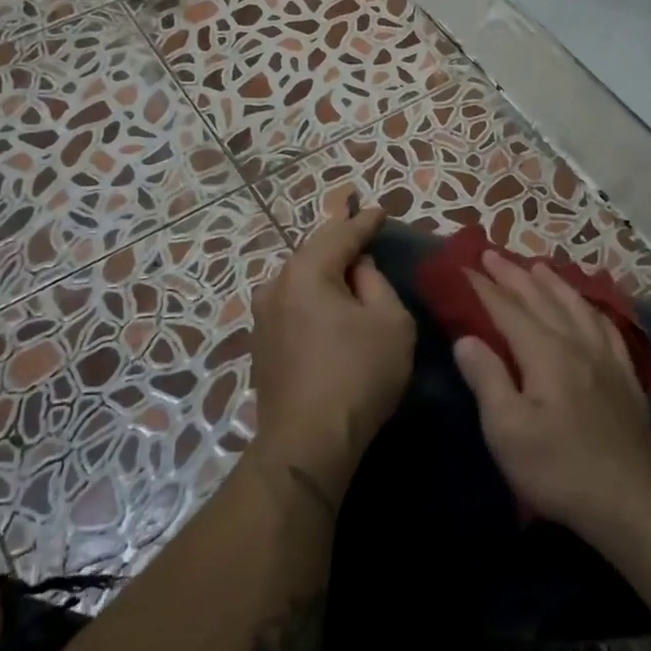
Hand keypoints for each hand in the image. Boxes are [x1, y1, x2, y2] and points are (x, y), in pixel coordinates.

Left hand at [249, 204, 415, 505]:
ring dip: (324, 271)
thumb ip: (376, 283)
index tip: (380, 210)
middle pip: (313, 253)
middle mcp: (275, 286)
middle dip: (339, 241)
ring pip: (299, 280)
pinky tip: (326, 304)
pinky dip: (313, 297)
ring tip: (346, 266)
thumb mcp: (390, 321)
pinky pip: (292, 305)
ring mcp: (262, 317)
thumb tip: (359, 268)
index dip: (364, 222)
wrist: (308, 441)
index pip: (341, 235)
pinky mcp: (261, 345)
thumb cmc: (358, 374)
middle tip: (362, 230)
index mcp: (306, 272)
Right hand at [453, 251, 650, 537]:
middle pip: (542, 300)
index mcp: (545, 354)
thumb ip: (487, 378)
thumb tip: (466, 339)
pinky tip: (588, 307)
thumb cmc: (557, 468)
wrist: (628, 500)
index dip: (484, 288)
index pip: (508, 310)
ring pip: (576, 306)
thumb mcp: (507, 430)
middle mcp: (577, 344)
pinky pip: (607, 327)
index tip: (464, 267)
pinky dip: (591, 308)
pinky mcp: (626, 377)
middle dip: (514, 275)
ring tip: (537, 266)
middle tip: (492, 254)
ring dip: (553, 283)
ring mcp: (606, 358)